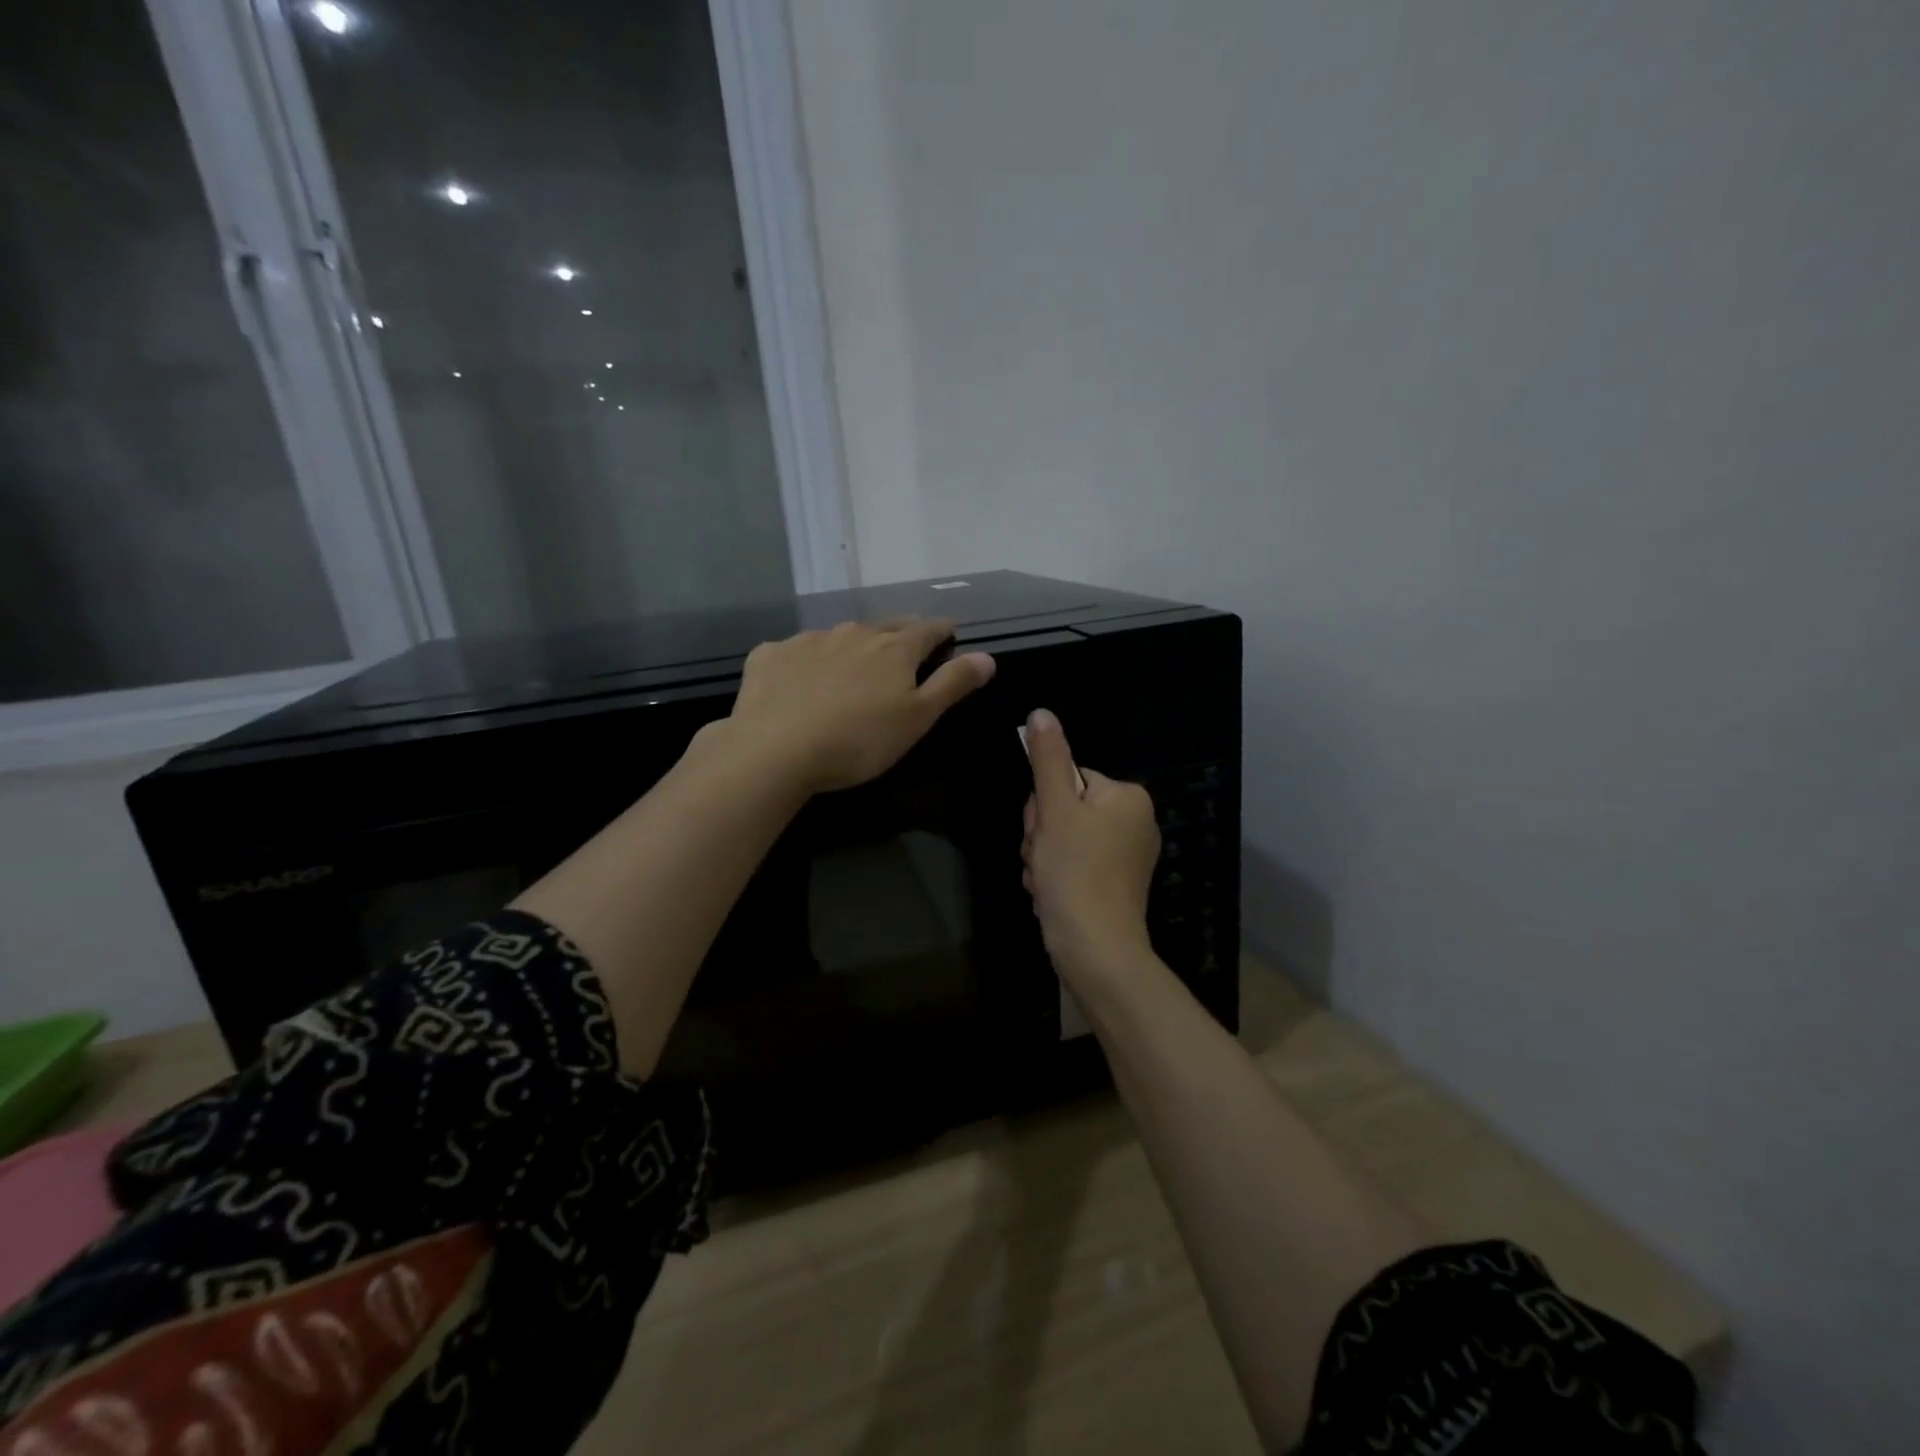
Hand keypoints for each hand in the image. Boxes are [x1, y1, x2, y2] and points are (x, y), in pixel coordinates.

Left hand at [725, 619, 995, 792]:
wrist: (774, 749)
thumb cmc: (858, 741)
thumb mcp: (917, 719)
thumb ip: (952, 684)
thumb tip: (987, 656)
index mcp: (894, 648)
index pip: (928, 628)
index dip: (943, 631)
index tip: (949, 635)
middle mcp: (853, 633)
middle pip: (885, 626)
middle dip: (899, 634)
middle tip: (904, 649)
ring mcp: (809, 640)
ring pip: (840, 636)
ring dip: (852, 647)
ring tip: (851, 670)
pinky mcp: (771, 654)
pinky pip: (796, 651)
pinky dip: (806, 662)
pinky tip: (799, 683)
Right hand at [1020, 708, 1161, 983]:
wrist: (1095, 951)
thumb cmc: (1076, 873)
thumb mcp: (1055, 809)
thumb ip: (1047, 759)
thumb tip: (1041, 712)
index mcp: (1127, 797)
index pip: (1068, 779)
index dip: (1044, 806)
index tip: (1043, 832)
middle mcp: (1134, 822)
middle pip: (1064, 809)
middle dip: (1042, 835)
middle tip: (1044, 860)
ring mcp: (1125, 857)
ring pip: (1061, 839)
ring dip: (1042, 858)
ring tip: (1046, 881)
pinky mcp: (1112, 885)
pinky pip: (1072, 865)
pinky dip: (1055, 877)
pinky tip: (1051, 895)